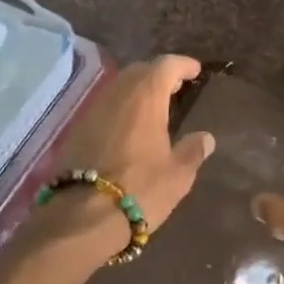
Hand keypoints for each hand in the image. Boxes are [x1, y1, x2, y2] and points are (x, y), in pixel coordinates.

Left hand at [44, 54, 215, 253]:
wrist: (79, 218)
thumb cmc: (139, 190)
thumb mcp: (177, 175)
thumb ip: (193, 151)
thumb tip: (206, 137)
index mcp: (146, 97)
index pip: (166, 65)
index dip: (183, 65)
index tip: (195, 70)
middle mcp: (118, 94)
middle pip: (140, 70)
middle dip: (159, 74)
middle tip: (176, 87)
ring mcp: (94, 109)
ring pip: (119, 87)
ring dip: (138, 90)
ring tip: (154, 106)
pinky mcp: (77, 129)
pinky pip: (105, 105)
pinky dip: (121, 107)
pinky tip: (129, 126)